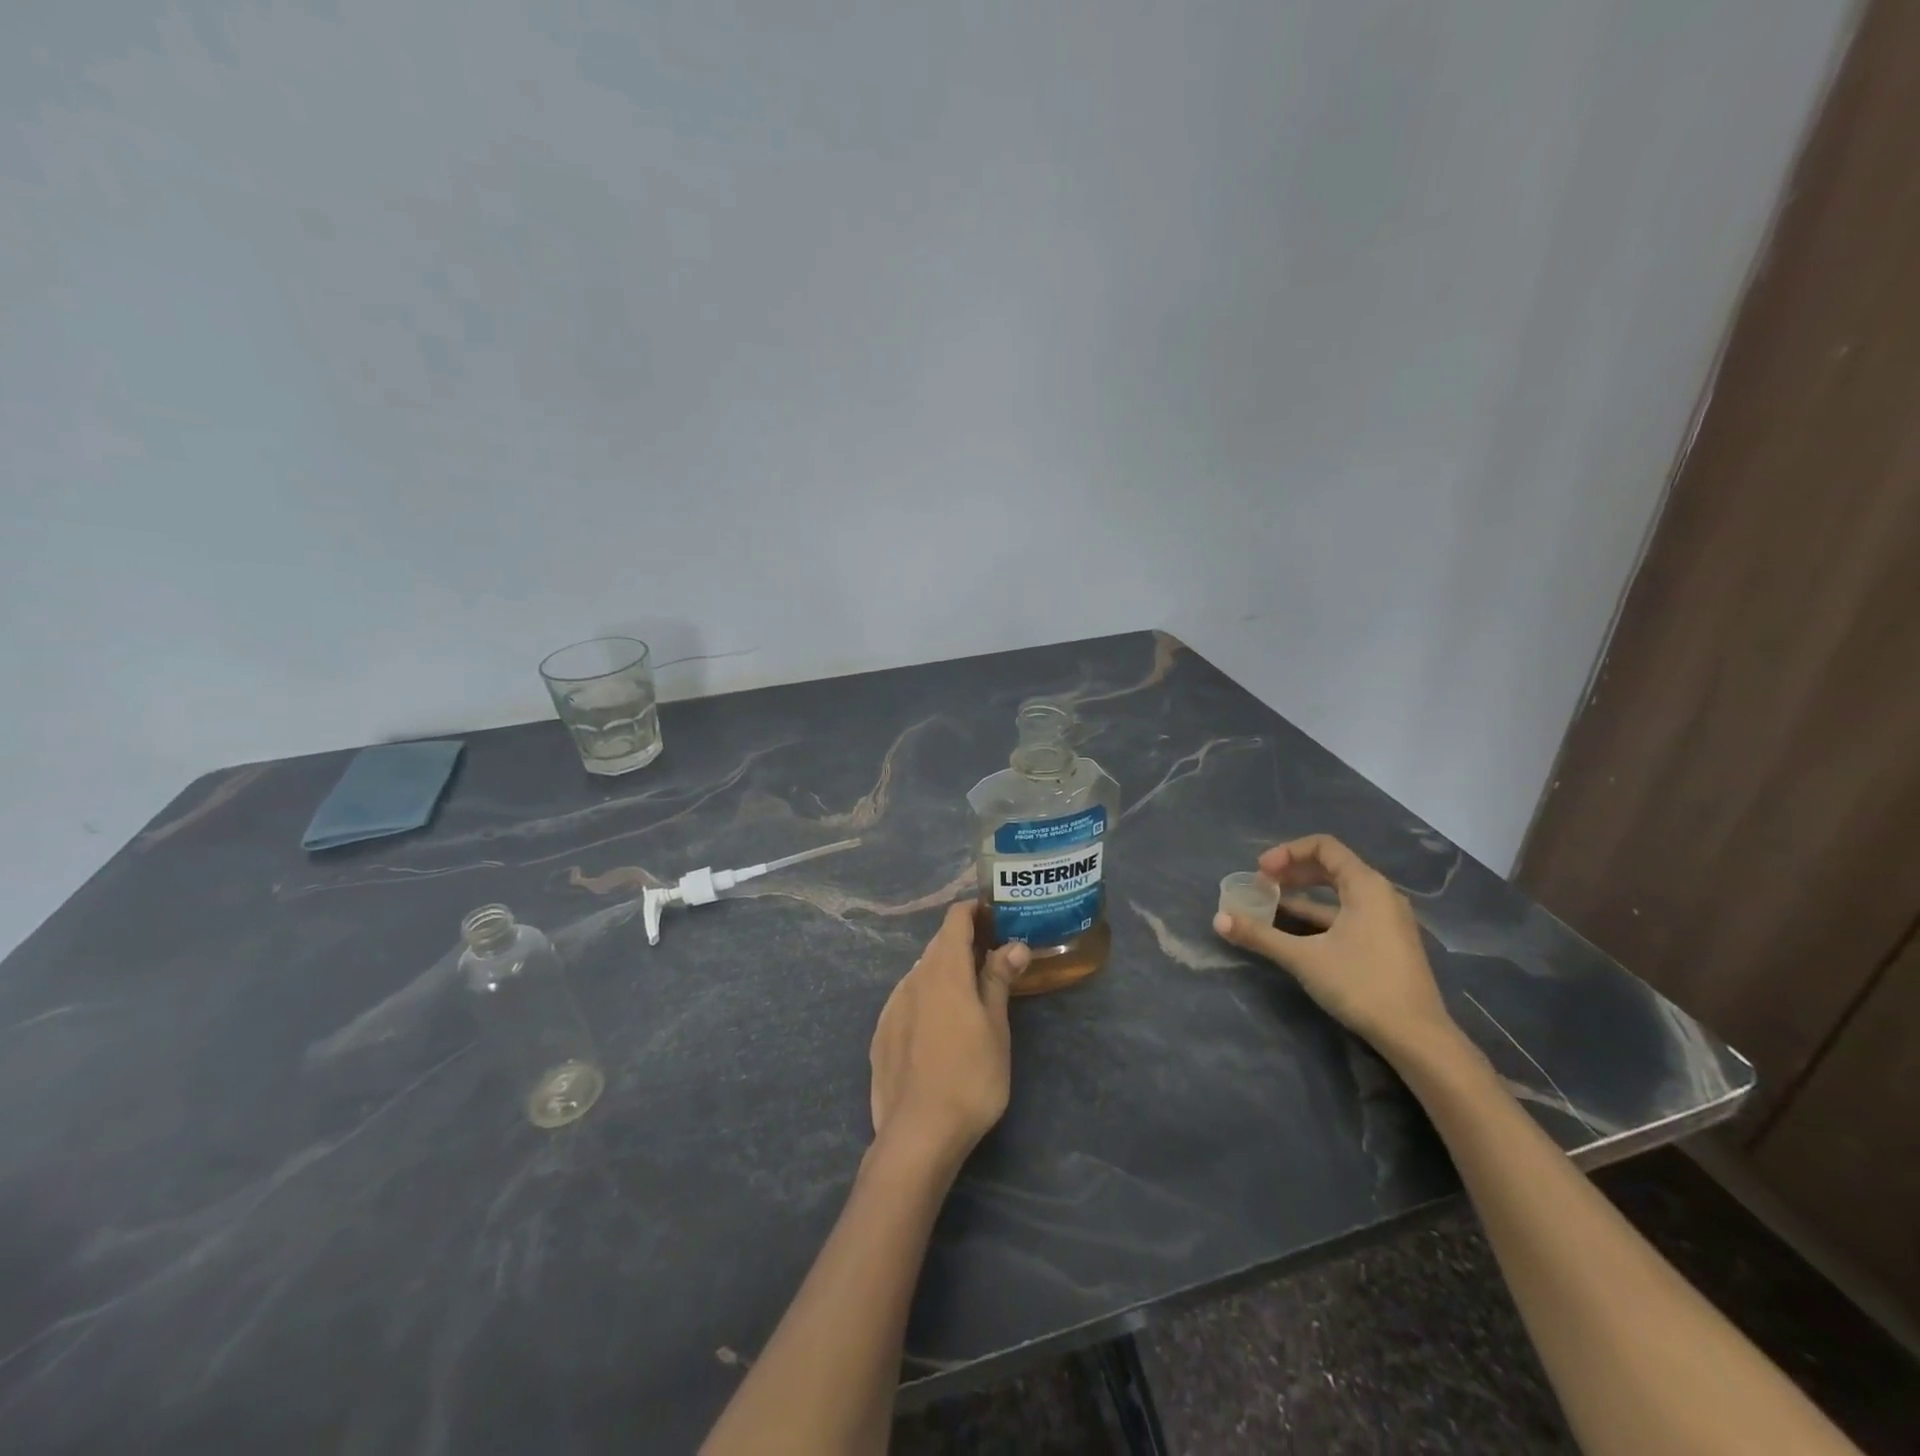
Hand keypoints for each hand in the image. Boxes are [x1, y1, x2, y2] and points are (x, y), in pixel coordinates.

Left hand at [869, 902, 1031, 1167]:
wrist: (918, 1133)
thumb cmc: (971, 1076)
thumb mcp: (996, 1027)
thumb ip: (999, 980)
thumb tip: (1014, 944)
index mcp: (944, 971)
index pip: (955, 920)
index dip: (974, 910)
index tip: (996, 914)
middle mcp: (913, 978)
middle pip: (938, 945)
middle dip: (964, 941)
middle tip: (992, 953)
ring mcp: (893, 1006)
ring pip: (922, 972)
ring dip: (945, 970)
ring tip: (969, 990)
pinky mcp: (882, 1033)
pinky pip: (908, 999)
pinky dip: (927, 996)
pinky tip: (939, 1025)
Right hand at [1212, 834, 1455, 1058]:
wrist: (1416, 1036)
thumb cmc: (1361, 984)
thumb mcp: (1303, 958)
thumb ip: (1260, 935)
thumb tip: (1218, 920)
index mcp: (1366, 886)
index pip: (1323, 847)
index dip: (1287, 852)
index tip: (1261, 872)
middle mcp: (1381, 895)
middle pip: (1331, 866)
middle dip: (1292, 872)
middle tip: (1261, 886)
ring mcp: (1386, 919)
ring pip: (1339, 893)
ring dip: (1303, 895)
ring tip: (1271, 906)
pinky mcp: (1386, 942)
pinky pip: (1347, 913)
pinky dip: (1319, 915)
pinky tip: (1294, 931)